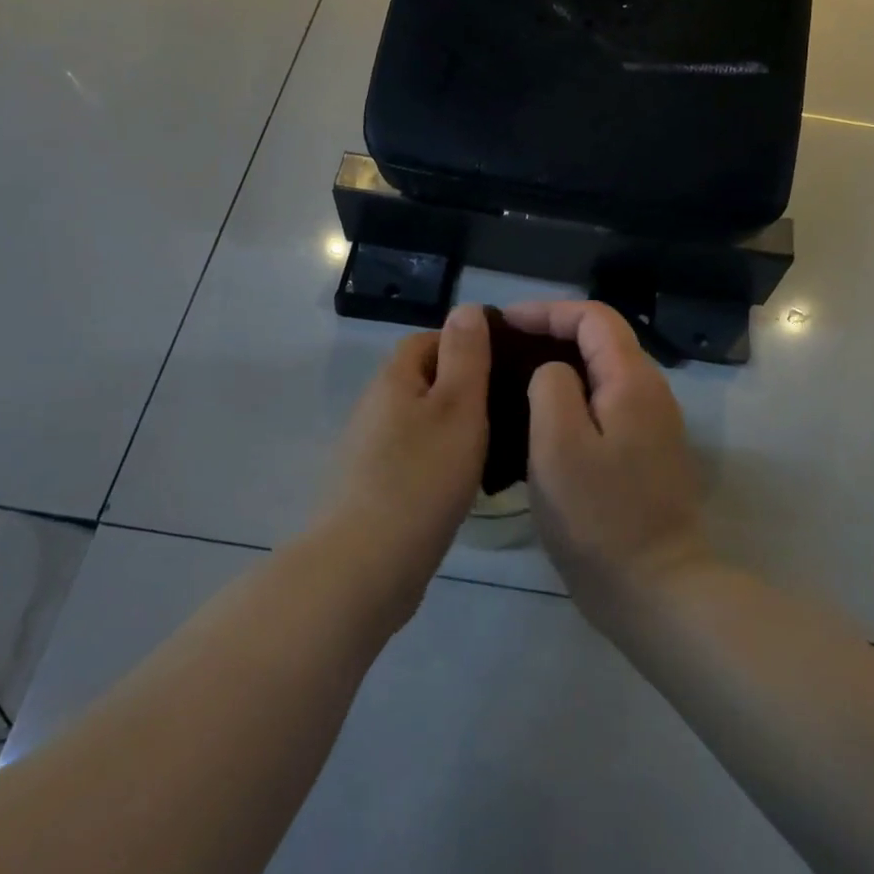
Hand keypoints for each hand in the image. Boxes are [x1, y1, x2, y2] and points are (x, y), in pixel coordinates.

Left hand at [328, 304, 491, 615]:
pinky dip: (439, 459)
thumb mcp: (458, 406)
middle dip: (462, 387)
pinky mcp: (373, 489)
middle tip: (506, 406)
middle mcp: (374, 408)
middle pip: (422, 381)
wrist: (366, 565)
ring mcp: (369, 451)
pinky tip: (464, 482)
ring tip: (495, 444)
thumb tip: (467, 308)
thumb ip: (466, 355)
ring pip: (420, 422)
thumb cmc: (422, 476)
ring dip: (452, 426)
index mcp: (393, 380)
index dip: (465, 344)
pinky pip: (414, 457)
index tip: (503, 365)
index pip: (428, 340)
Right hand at [503, 300, 715, 621]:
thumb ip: (551, 387)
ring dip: (560, 366)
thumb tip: (551, 371)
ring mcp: (651, 424)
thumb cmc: (599, 517)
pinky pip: (605, 405)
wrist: (655, 588)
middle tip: (503, 350)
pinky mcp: (644, 453)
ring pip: (601, 374)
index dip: (547, 311)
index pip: (593, 317)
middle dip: (551, 334)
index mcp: (632, 380)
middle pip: (600, 341)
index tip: (504, 324)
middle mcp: (649, 392)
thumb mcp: (557, 445)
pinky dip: (572, 398)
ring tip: (513, 380)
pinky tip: (539, 421)